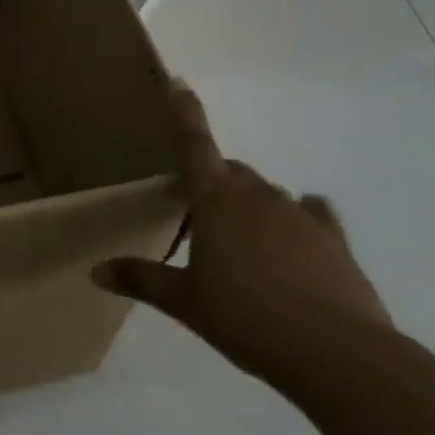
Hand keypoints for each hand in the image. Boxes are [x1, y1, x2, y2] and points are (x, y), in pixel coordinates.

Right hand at [94, 83, 392, 388]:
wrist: (338, 353)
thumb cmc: (247, 318)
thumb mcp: (186, 303)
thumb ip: (142, 279)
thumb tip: (95, 271)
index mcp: (215, 201)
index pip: (194, 145)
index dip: (184, 112)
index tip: (178, 81)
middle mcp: (256, 196)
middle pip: (230, 171)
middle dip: (213, 180)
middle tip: (199, 214)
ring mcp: (298, 215)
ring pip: (266, 193)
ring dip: (250, 205)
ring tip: (243, 244)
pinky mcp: (333, 239)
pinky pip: (311, 214)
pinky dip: (298, 219)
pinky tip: (296, 241)